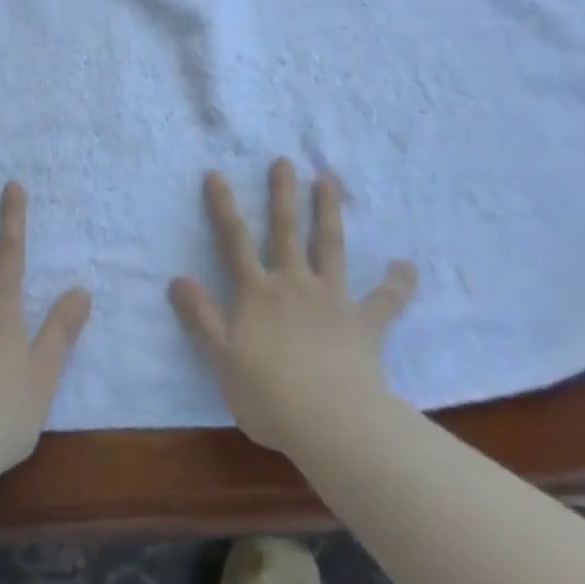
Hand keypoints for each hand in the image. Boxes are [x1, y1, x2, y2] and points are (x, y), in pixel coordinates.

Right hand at [169, 159, 416, 453]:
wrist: (330, 422)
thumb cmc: (268, 395)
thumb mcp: (221, 358)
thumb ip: (201, 317)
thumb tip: (177, 278)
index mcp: (257, 293)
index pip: (234, 242)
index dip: (223, 207)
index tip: (216, 174)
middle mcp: (294, 284)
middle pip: (286, 231)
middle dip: (282, 194)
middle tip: (284, 161)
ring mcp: (332, 299)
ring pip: (329, 246)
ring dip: (328, 211)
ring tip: (329, 179)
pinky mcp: (365, 323)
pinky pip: (385, 301)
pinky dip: (397, 283)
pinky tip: (407, 265)